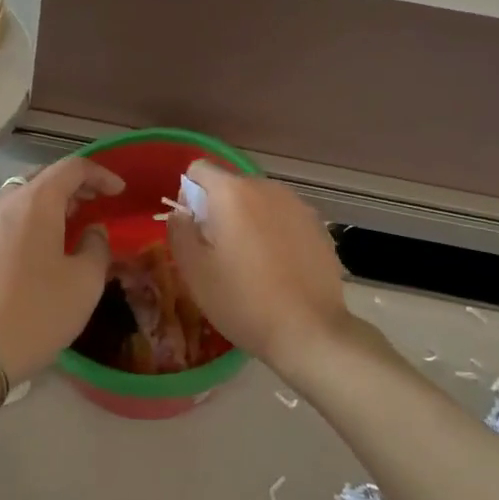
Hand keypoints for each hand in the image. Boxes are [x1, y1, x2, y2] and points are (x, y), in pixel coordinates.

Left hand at [0, 156, 123, 384]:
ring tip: (67, 226)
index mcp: (34, 202)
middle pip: (42, 178)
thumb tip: (92, 231)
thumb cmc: (36, 315)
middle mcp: (1, 202)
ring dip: (47, 204)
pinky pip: (1, 219)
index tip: (119, 191)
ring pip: (18, 198)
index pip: (72, 168)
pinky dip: (25, 221)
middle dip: (72, 187)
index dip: (100, 174)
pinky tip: (35, 247)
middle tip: (95, 205)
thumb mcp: (84, 283)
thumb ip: (96, 246)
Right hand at [165, 160, 357, 373]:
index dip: (188, 195)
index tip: (193, 230)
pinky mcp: (318, 226)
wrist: (309, 330)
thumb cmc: (243, 300)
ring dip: (248, 221)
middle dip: (219, 210)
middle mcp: (268, 188)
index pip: (199, 169)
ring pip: (260, 202)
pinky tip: (278, 268)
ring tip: (249, 262)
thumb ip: (180, 232)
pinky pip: (284, 218)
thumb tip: (181, 213)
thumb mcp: (195, 271)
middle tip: (218, 253)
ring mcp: (298, 205)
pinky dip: (274, 233)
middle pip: (232, 185)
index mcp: (233, 193)